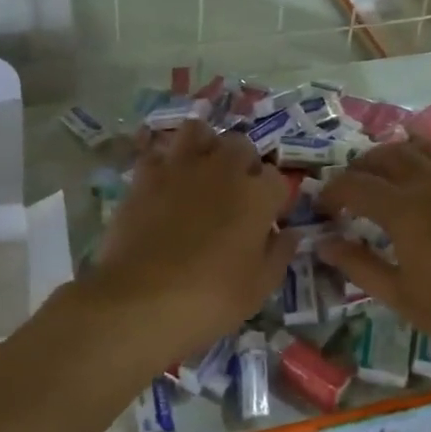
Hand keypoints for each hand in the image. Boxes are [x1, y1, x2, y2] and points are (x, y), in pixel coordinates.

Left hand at [89, 119, 297, 368]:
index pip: (277, 179)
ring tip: (201, 170)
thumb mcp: (258, 288)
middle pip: (241, 146)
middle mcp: (222, 170)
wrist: (139, 300)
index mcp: (257, 196)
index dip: (273, 198)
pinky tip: (164, 182)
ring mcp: (180, 167)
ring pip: (198, 131)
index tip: (266, 219)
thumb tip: (290, 233)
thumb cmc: (209, 300)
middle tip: (235, 192)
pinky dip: (164, 162)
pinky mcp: (144, 175)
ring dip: (204, 146)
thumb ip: (279, 254)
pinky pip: (158, 152)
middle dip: (243, 164)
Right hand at [315, 140, 430, 375]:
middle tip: (351, 187)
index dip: (332, 191)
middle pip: (388, 155)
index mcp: (405, 211)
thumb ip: (359, 265)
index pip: (355, 185)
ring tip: (388, 172)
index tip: (323, 207)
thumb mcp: (401, 297)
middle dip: (361, 166)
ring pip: (425, 147)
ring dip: (398, 153)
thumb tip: (324, 244)